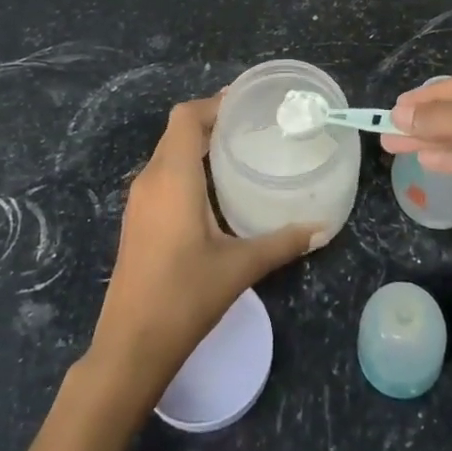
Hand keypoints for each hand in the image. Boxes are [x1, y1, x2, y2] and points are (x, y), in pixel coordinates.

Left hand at [89, 94, 317, 396]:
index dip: (214, 103)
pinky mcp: (136, 220)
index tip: (246, 103)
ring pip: (168, 153)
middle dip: (211, 121)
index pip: (186, 117)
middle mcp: (150, 179)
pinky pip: (162, 175)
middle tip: (252, 124)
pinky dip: (187, 167)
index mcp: (172, 177)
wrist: (129, 347)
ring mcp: (138, 201)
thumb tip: (322, 228)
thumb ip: (282, 242)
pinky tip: (214, 189)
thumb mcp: (240, 267)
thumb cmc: (184, 297)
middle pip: (177, 131)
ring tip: (238, 149)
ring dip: (198, 144)